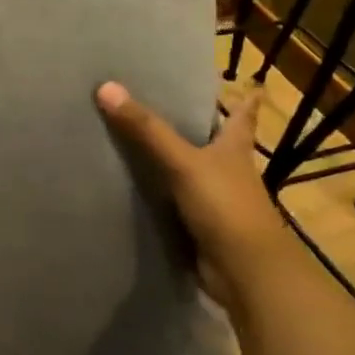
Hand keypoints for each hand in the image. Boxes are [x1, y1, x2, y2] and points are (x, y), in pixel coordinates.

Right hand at [94, 82, 285, 303]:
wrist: (245, 272)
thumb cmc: (225, 206)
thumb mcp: (183, 162)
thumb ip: (146, 129)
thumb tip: (106, 87)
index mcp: (234, 148)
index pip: (242, 116)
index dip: (245, 99)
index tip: (248, 82)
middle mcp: (229, 171)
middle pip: (215, 142)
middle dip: (199, 126)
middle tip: (167, 103)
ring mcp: (216, 200)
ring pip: (192, 172)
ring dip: (173, 161)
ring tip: (137, 140)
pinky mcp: (201, 226)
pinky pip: (175, 202)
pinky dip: (160, 194)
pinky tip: (135, 187)